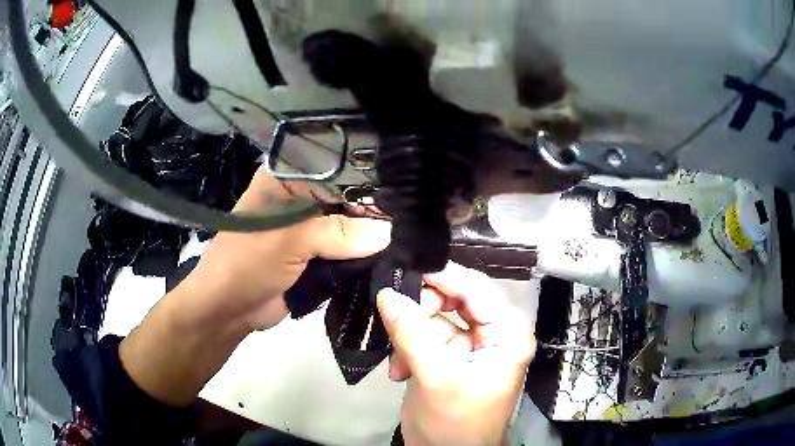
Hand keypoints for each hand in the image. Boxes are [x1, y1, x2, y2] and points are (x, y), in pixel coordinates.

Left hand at [120, 171, 390, 405]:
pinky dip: (364, 253)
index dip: (367, 178)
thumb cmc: (247, 263)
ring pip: (350, 223)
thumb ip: (338, 233)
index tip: (402, 191)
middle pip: (348, 195)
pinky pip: (347, 248)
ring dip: (371, 234)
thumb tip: (387, 233)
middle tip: (411, 219)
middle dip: (374, 209)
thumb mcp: (289, 240)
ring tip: (408, 237)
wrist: (229, 309)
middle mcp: (301, 196)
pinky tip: (390, 253)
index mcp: (288, 178)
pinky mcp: (317, 253)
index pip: (337, 167)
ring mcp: (310, 226)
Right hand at [377, 262, 535, 445]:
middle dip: (421, 313)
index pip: (475, 289)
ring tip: (397, 361)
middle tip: (394, 322)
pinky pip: (427, 337)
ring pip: (436, 318)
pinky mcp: (453, 358)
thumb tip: (387, 292)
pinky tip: (399, 372)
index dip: (440, 276)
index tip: (402, 269)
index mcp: (507, 333)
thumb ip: (411, 333)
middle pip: (454, 300)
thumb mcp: (435, 378)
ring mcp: (473, 345)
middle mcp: (495, 333)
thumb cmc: (455, 424)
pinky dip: (409, 349)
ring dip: (410, 336)